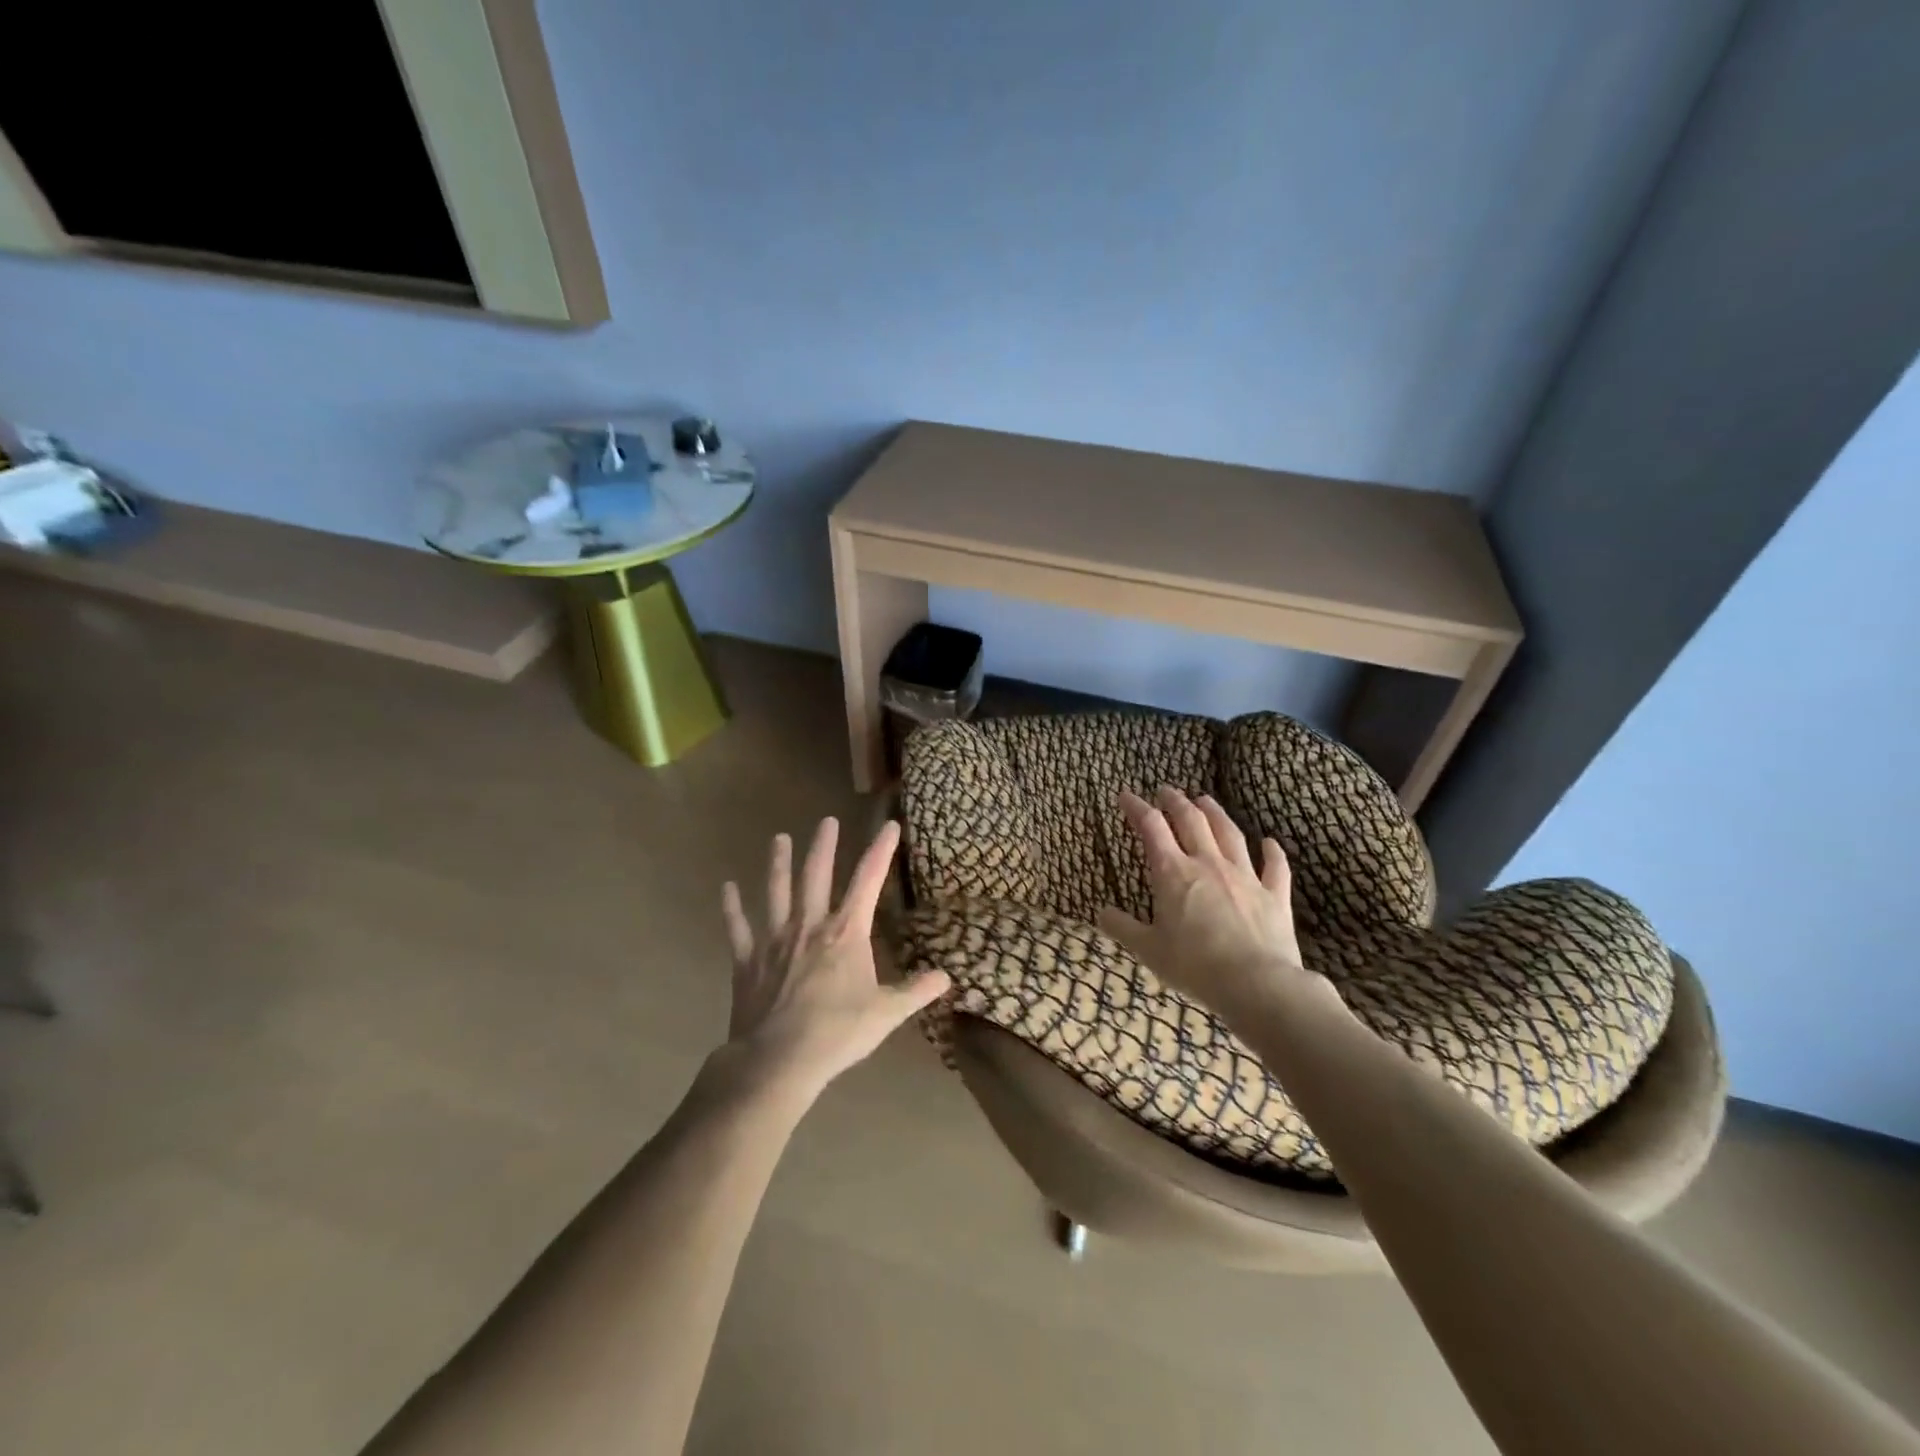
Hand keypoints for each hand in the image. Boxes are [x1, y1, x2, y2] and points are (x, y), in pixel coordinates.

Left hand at [719, 817, 950, 1102]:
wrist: (778, 1061)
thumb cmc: (837, 1033)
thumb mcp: (886, 1014)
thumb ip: (916, 992)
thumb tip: (947, 977)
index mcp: (846, 933)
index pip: (868, 881)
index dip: (880, 851)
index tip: (888, 825)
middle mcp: (810, 925)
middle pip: (817, 876)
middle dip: (824, 846)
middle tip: (826, 820)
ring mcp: (775, 940)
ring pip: (777, 891)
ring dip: (778, 863)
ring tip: (779, 838)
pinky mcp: (747, 960)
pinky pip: (738, 928)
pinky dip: (732, 907)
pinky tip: (727, 888)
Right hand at [1098, 787, 1323, 1024]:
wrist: (1257, 984)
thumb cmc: (1194, 966)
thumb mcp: (1148, 950)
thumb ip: (1123, 928)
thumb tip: (1101, 913)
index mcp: (1173, 873)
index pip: (1151, 828)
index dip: (1136, 808)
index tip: (1126, 795)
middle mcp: (1208, 864)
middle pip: (1191, 821)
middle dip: (1176, 802)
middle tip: (1167, 790)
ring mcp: (1245, 876)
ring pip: (1230, 833)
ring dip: (1216, 813)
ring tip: (1206, 800)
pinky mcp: (1274, 895)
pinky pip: (1275, 867)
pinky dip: (1273, 852)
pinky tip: (1270, 842)